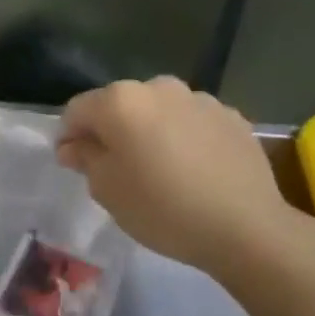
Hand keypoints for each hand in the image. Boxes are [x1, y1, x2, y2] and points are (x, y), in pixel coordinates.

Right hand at [57, 77, 294, 275]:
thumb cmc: (162, 208)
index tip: (73, 164)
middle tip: (116, 169)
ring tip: (159, 169)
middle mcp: (159, 88)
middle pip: (120, 105)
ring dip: (149, 132)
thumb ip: (84, 158)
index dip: (69, 137)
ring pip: (158, 112)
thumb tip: (74, 145)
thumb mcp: (107, 190)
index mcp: (120, 101)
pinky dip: (183, 138)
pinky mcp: (232, 116)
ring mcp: (200, 99)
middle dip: (111, 131)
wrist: (245, 227)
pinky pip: (191, 123)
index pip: (77, 110)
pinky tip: (192, 171)